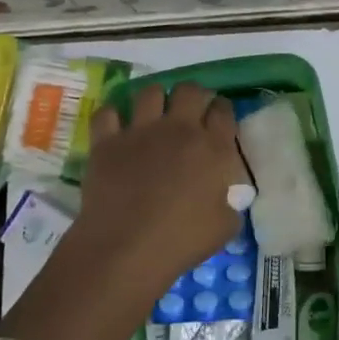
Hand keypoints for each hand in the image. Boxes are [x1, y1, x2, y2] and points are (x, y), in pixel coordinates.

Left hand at [73, 81, 243, 293]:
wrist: (126, 250)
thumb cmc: (181, 241)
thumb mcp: (225, 226)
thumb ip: (231, 201)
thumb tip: (228, 193)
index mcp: (212, 147)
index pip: (223, 110)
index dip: (221, 110)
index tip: (217, 119)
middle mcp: (179, 129)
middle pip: (189, 90)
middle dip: (192, 96)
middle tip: (189, 112)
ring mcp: (140, 131)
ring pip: (150, 92)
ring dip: (155, 100)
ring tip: (153, 115)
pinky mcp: (107, 141)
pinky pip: (107, 112)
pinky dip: (112, 117)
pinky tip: (116, 128)